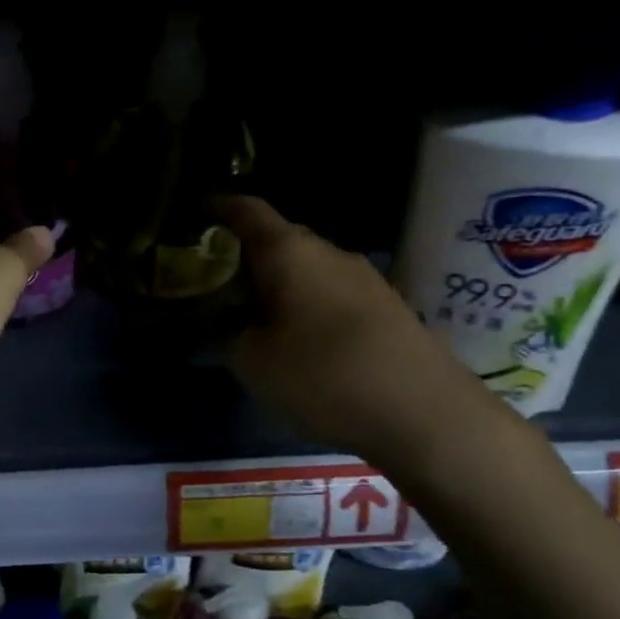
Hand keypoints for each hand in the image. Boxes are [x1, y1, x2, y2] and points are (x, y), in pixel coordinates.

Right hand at [217, 196, 507, 473]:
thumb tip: (217, 316)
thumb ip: (224, 331)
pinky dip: (305, 303)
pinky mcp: (386, 306)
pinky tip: (298, 337)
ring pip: (306, 268)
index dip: (217, 207)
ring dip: (277, 283)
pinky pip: (331, 291)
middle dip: (244, 254)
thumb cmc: (322, 375)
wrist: (424, 410)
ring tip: (253, 314)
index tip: (194, 214)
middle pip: (277, 238)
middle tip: (215, 281)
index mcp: (288, 251)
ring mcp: (363, 277)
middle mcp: (328, 252)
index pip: (246, 210)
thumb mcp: (252, 360)